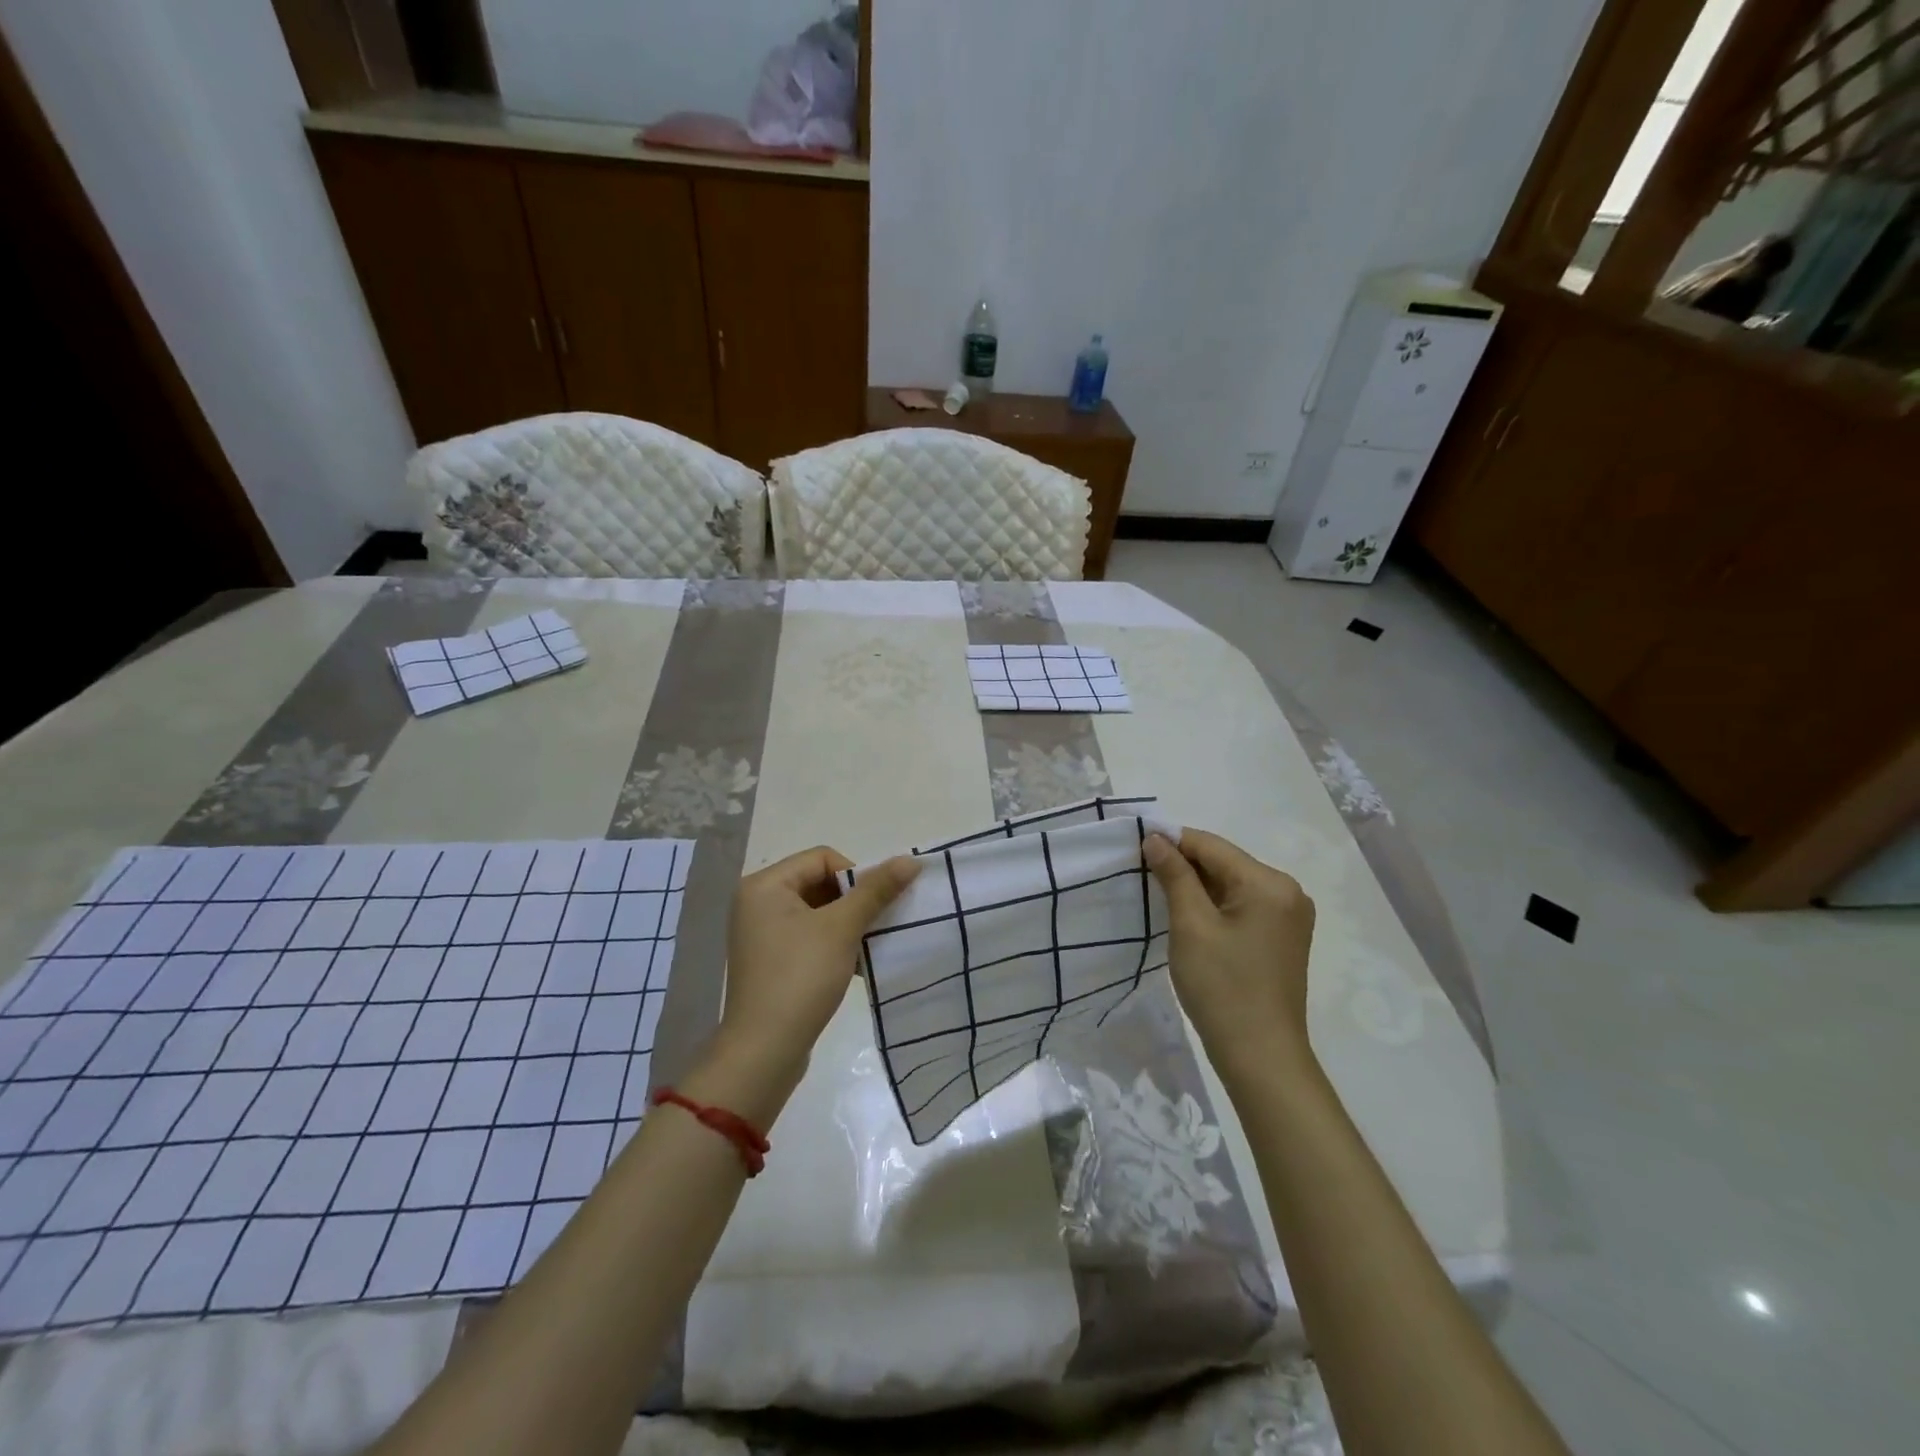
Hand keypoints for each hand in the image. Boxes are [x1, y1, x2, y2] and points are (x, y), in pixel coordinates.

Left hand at [714, 847, 919, 1102]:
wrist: (764, 1051)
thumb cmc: (800, 978)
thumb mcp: (842, 928)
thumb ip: (876, 890)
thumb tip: (910, 860)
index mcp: (764, 885)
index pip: (822, 858)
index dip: (856, 875)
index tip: (874, 906)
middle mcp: (757, 903)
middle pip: (819, 883)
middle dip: (853, 902)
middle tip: (876, 925)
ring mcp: (761, 934)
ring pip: (817, 912)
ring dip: (847, 925)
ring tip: (868, 947)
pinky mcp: (770, 961)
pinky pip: (808, 937)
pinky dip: (833, 944)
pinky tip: (856, 965)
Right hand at [1144, 829, 1316, 1077]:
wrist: (1260, 1057)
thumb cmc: (1222, 987)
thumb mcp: (1191, 926)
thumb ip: (1174, 875)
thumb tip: (1156, 839)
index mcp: (1269, 883)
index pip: (1211, 846)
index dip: (1172, 840)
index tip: (1134, 844)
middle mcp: (1287, 891)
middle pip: (1224, 862)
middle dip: (1184, 864)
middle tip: (1141, 870)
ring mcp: (1289, 915)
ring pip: (1232, 884)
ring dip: (1197, 885)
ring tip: (1158, 891)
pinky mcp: (1282, 936)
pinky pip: (1242, 905)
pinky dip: (1214, 904)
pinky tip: (1188, 915)